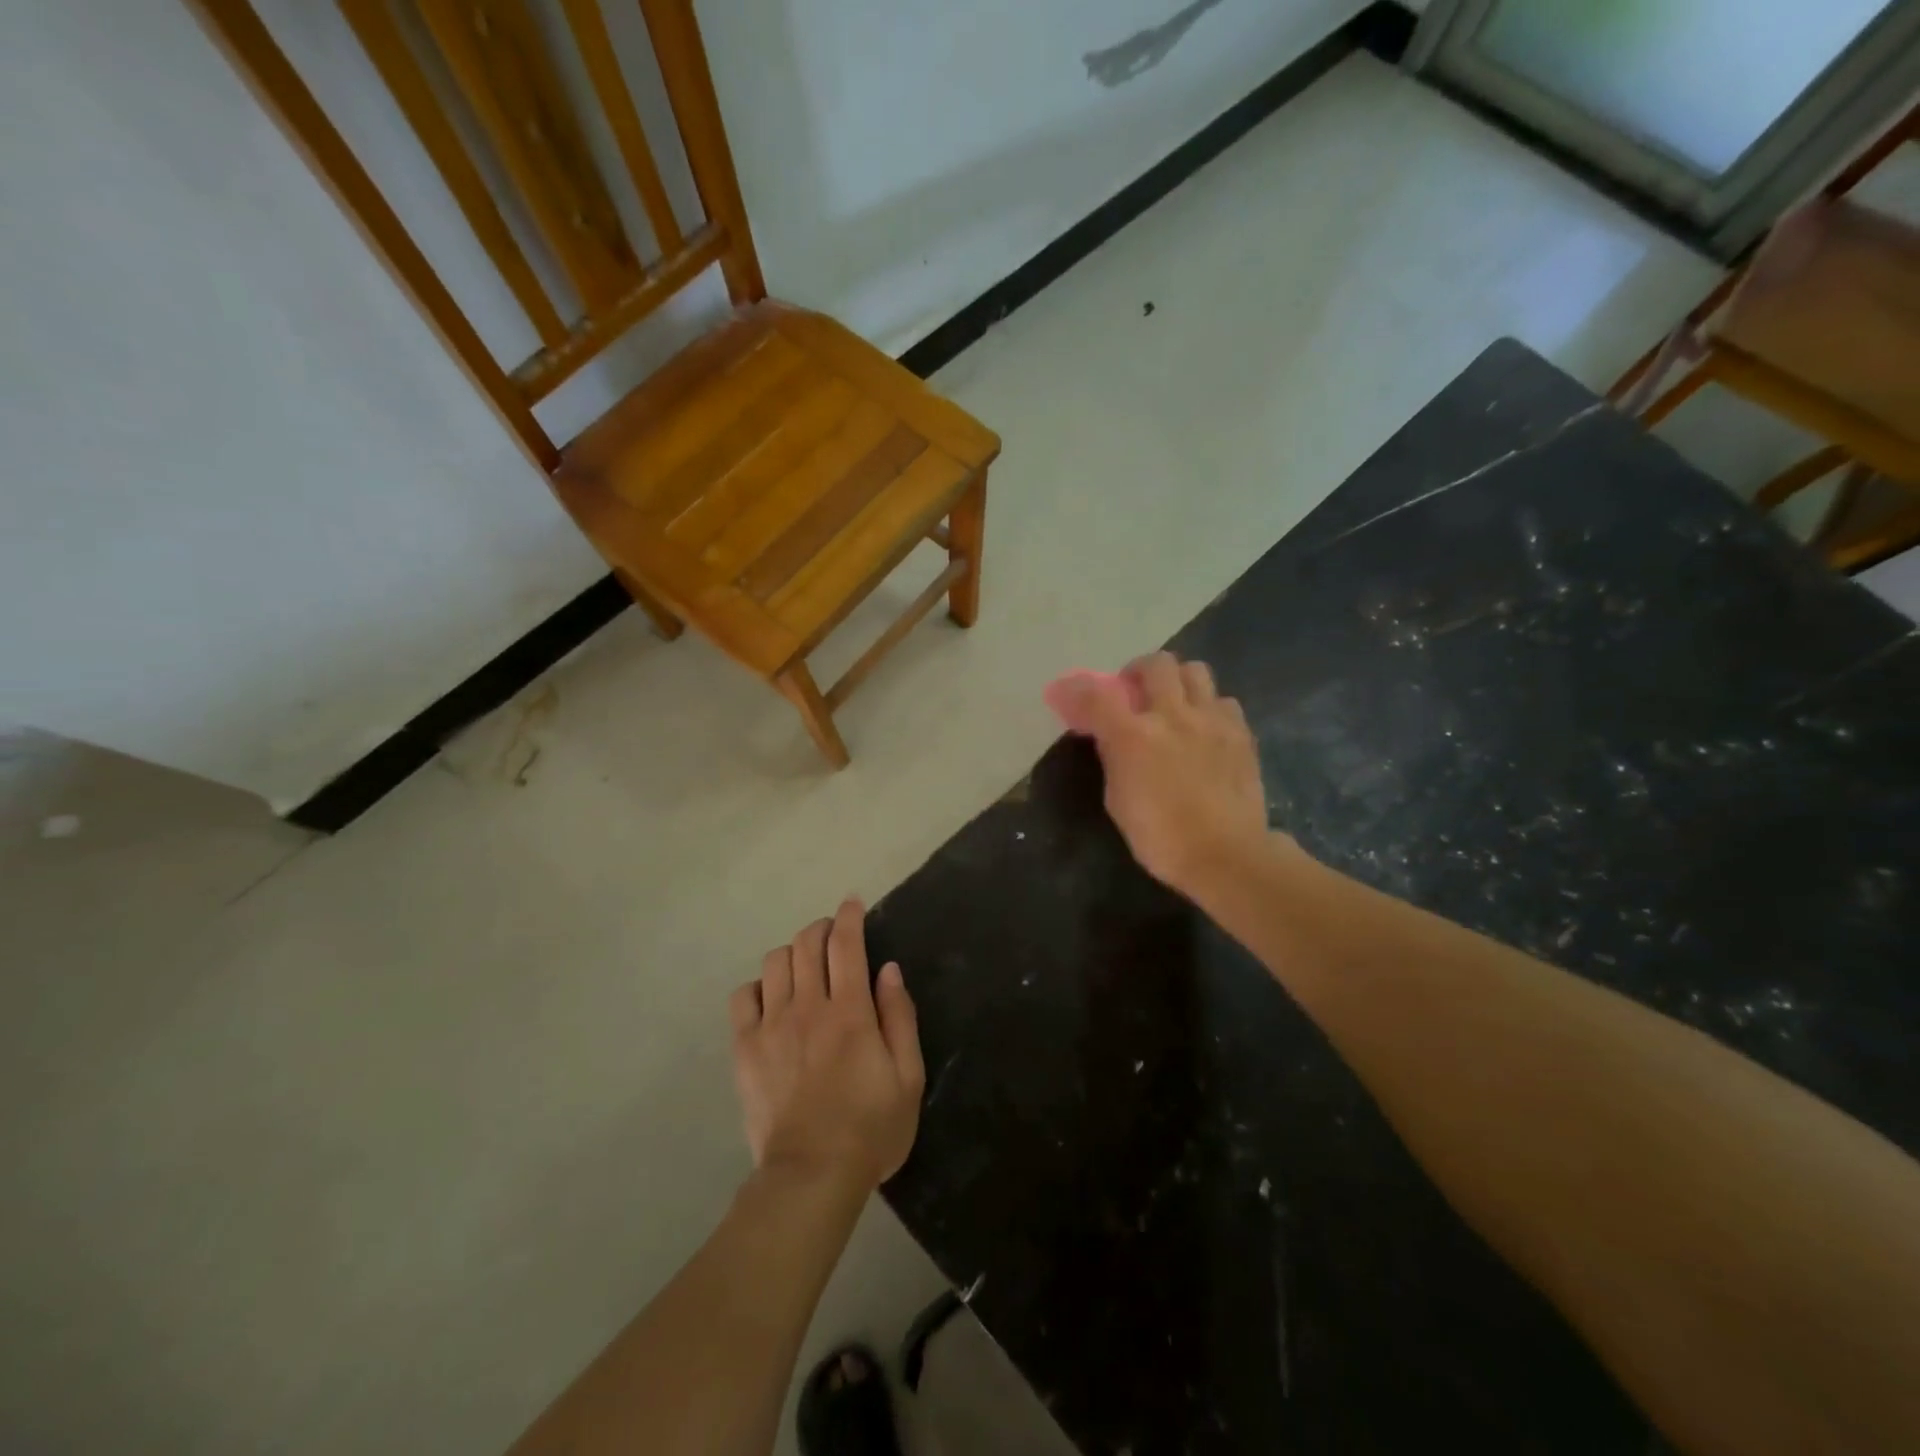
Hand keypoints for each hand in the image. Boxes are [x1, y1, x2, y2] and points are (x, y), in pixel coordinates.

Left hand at [731, 899, 924, 1190]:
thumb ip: (900, 1016)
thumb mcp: (909, 1076)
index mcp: (851, 1011)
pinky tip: (771, 999)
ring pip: (775, 962)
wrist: (812, 1176)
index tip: (852, 903)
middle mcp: (808, 1007)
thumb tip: (888, 969)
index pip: (846, 944)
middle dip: (822, 928)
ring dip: (793, 953)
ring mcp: (772, 1026)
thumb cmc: (871, 1127)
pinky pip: (742, 997)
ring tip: (804, 967)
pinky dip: (758, 987)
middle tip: (833, 936)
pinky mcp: (746, 1048)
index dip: (849, 916)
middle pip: (807, 944)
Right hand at [1049, 652, 1270, 895]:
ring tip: (1173, 705)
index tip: (1067, 691)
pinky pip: (1223, 700)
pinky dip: (1208, 706)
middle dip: (1138, 672)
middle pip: (1155, 664)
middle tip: (1134, 694)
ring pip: (1195, 671)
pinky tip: (1204, 729)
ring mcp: (1212, 720)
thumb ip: (1114, 758)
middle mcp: (1173, 716)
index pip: (1097, 694)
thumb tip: (1110, 735)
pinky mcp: (1240, 733)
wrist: (1227, 855)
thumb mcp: (1118, 800)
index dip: (1077, 687)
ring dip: (1177, 681)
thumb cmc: (1161, 837)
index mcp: (1134, 737)